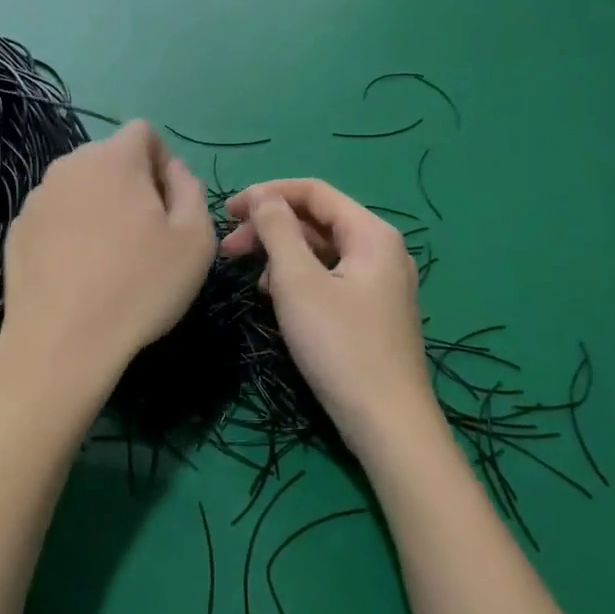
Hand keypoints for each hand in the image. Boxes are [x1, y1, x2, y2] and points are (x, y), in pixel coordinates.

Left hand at [0, 121, 216, 418]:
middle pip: (109, 157)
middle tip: (144, 234)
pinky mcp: (18, 229)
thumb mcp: (195, 239)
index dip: (162, 161)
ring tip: (108, 257)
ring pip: (80, 186)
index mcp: (114, 159)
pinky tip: (77, 272)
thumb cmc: (140, 287)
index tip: (167, 205)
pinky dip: (70, 230)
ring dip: (99, 206)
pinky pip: (55, 215)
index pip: (143, 131)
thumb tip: (173, 170)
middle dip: (131, 183)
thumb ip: (190, 189)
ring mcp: (37, 197)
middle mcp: (70, 166)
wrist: (62, 342)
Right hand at [222, 179, 441, 460]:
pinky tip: (277, 298)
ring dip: (282, 255)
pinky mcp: (373, 310)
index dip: (267, 194)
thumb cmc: (339, 344)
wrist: (387, 422)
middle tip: (229, 250)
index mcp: (371, 233)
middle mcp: (381, 249)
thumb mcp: (298, 281)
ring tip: (251, 278)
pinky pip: (330, 277)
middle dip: (270, 228)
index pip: (313, 191)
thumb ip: (277, 230)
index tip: (228, 211)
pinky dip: (299, 278)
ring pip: (322, 251)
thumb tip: (262, 195)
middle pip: (317, 221)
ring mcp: (380, 282)